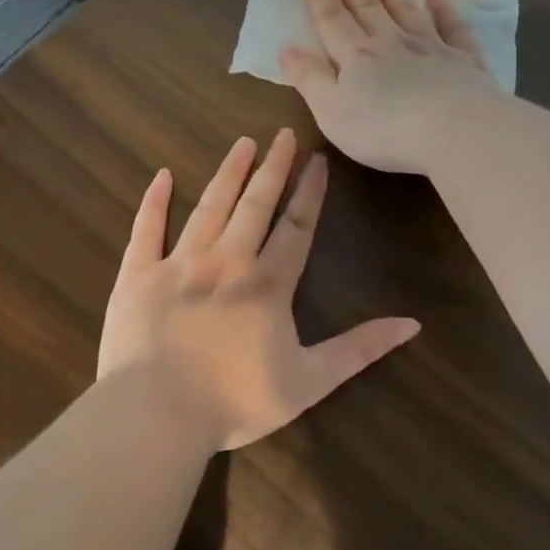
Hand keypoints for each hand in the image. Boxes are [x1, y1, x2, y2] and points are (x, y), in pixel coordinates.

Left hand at [98, 129, 419, 450]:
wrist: (157, 415)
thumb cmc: (235, 402)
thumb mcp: (310, 382)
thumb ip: (359, 349)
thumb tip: (412, 324)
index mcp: (268, 285)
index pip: (296, 227)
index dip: (310, 193)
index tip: (317, 160)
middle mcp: (226, 262)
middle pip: (254, 205)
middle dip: (272, 168)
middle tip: (281, 134)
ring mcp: (178, 264)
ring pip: (208, 208)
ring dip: (227, 174)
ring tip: (241, 143)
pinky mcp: (137, 276)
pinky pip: (146, 229)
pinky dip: (154, 201)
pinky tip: (162, 176)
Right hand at [279, 0, 499, 174]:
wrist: (454, 131)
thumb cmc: (384, 130)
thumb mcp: (332, 112)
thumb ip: (310, 80)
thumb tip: (287, 49)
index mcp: (356, 56)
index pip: (332, 19)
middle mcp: (391, 42)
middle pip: (367, 6)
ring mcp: (430, 47)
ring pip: (405, 8)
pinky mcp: (463, 60)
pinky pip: (451, 26)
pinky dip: (443, 7)